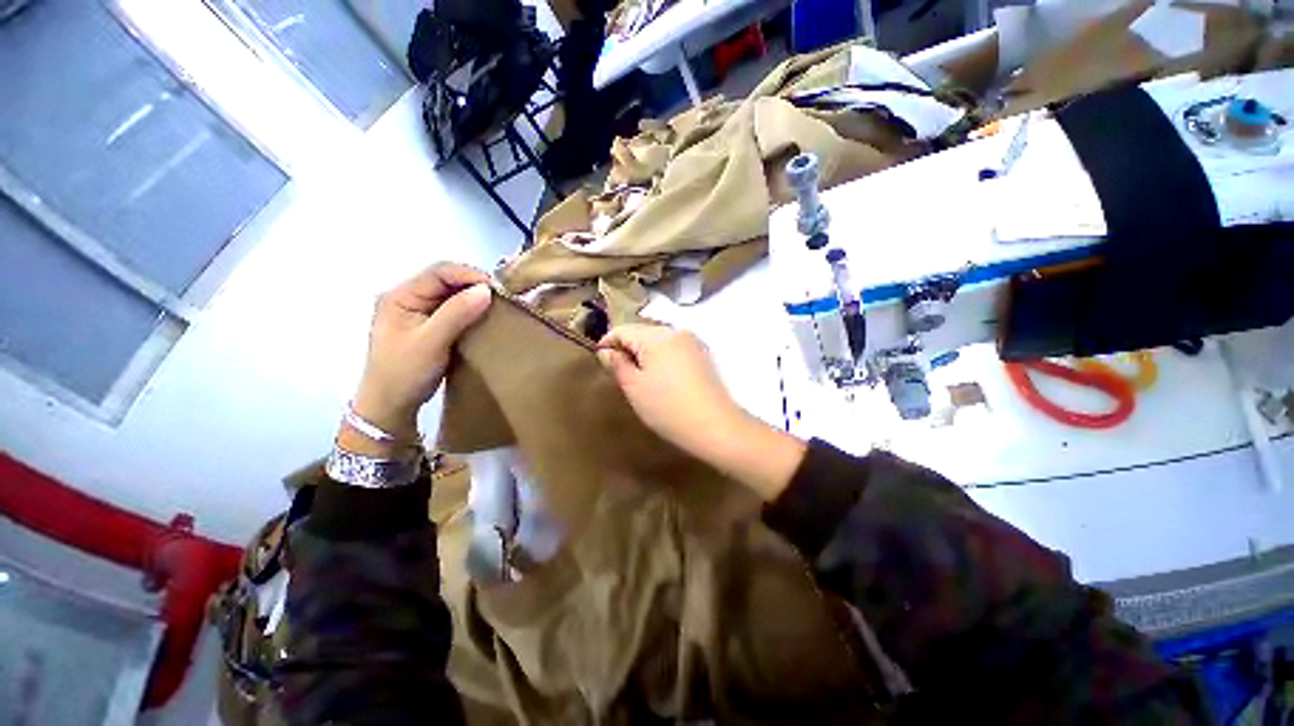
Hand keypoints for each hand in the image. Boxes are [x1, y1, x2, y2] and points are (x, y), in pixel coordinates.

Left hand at [343, 263, 491, 454]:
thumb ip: (456, 314)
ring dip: (474, 298)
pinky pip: (454, 310)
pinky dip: (471, 311)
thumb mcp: (430, 343)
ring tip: (497, 306)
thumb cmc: (404, 373)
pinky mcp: (430, 326)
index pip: (438, 272)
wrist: (391, 406)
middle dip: (473, 285)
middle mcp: (408, 298)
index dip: (468, 275)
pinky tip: (484, 318)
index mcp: (400, 296)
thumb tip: (486, 290)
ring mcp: (419, 313)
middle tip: (500, 298)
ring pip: (452, 295)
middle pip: (445, 281)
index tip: (496, 288)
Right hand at [597, 325, 742, 457]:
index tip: (598, 359)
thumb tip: (606, 351)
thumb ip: (617, 364)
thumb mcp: (634, 387)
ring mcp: (693, 343)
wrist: (715, 426)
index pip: (623, 330)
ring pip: (659, 341)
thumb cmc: (667, 407)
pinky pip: (674, 350)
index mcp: (657, 335)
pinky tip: (661, 378)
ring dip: (644, 354)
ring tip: (637, 376)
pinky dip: (662, 359)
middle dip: (627, 348)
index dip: (607, 342)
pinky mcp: (703, 356)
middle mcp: (677, 332)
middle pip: (643, 333)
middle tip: (617, 371)